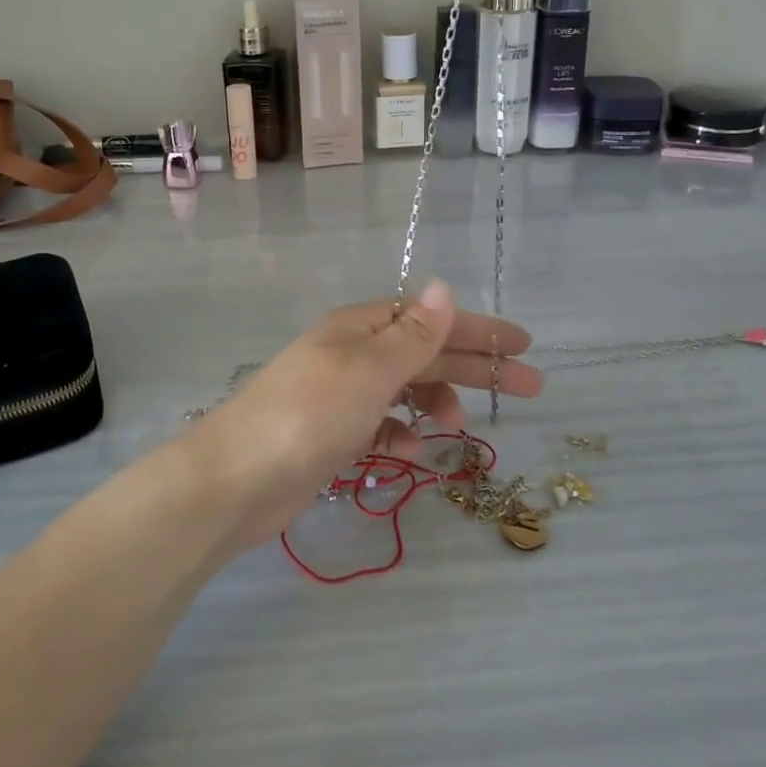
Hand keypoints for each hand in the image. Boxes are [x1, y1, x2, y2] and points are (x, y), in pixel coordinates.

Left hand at [191, 281, 542, 548]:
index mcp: (359, 328)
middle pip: (425, 353)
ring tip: (458, 425)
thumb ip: (412, 335)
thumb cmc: (307, 415)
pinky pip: (380, 425)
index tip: (523, 344)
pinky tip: (414, 448)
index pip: (429, 319)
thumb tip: (444, 286)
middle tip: (530, 386)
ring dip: (436, 401)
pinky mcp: (331, 435)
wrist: (235, 480)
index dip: (477, 329)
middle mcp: (351, 355)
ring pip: (404, 390)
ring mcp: (339, 395)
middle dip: (475, 367)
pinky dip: (401, 432)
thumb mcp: (368, 370)